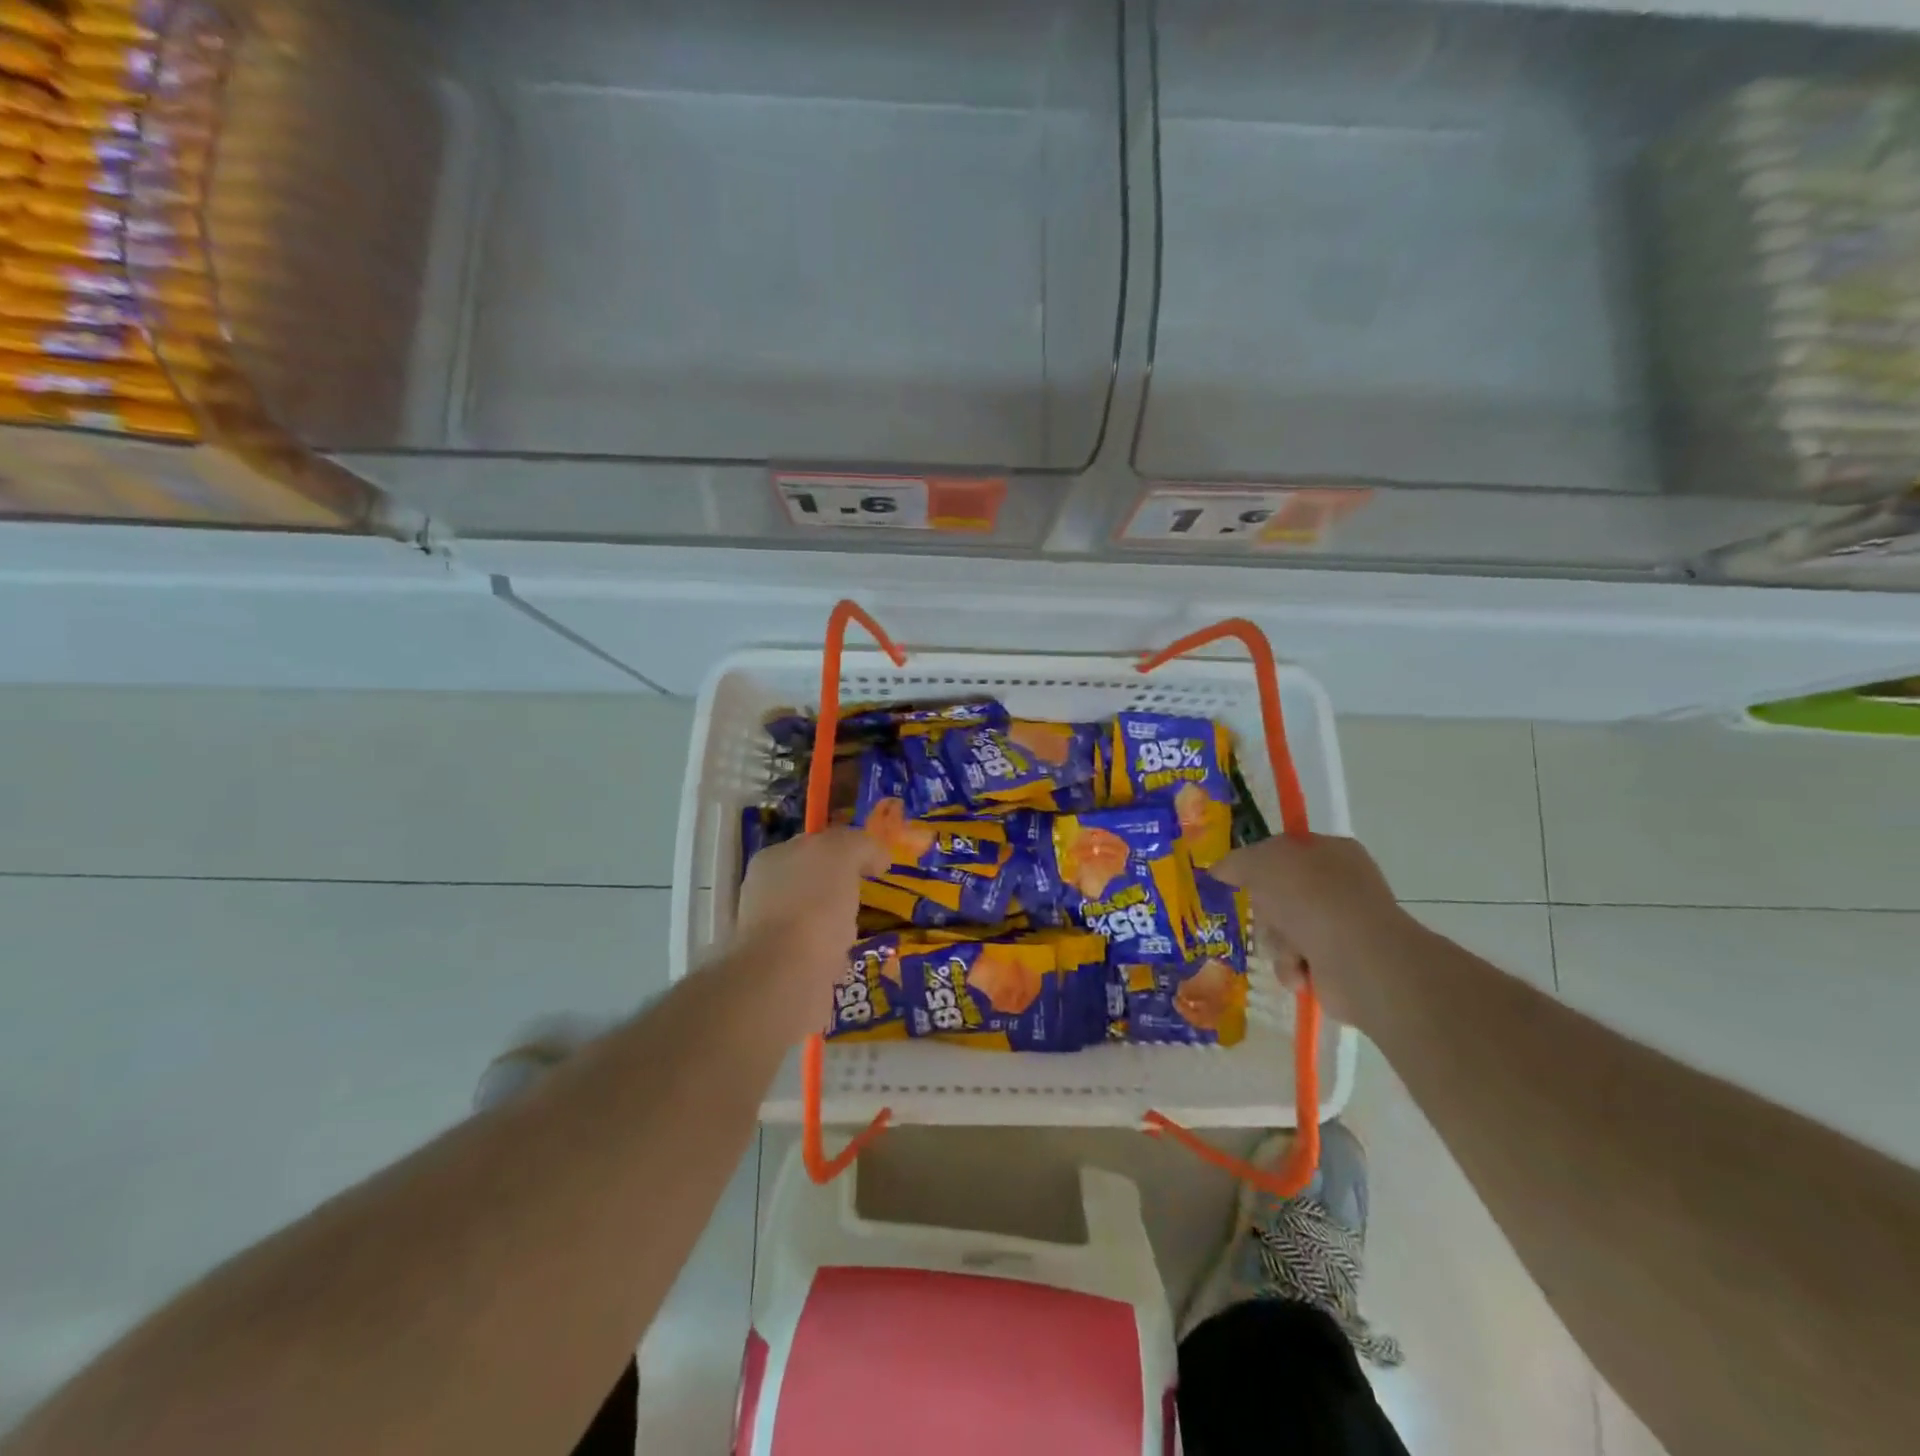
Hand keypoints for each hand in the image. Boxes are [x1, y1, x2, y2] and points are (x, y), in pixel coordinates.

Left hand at [731, 828, 888, 1040]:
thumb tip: (876, 856)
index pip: (814, 843)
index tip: (873, 867)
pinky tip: (841, 961)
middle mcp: (765, 891)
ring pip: (816, 919)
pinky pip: (816, 953)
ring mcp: (768, 931)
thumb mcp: (843, 853)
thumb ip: (860, 845)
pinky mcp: (778, 968)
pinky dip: (832, 957)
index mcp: (773, 858)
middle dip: (842, 890)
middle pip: (816, 882)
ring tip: (853, 935)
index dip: (846, 850)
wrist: (786, 975)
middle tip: (864, 898)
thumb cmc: (813, 904)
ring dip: (838, 926)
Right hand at [1212, 833, 1419, 1029]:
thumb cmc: (1311, 897)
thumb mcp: (1261, 863)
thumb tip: (1219, 870)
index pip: (1285, 850)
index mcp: (1331, 851)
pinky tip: (1301, 970)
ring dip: (1276, 943)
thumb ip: (1235, 862)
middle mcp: (1340, 885)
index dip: (1259, 863)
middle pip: (1278, 895)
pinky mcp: (1340, 963)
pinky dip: (1292, 967)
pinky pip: (1296, 961)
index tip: (1240, 878)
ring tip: (1290, 951)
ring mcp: (1342, 925)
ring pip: (1282, 931)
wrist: (1357, 958)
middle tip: (1268, 917)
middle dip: (1266, 913)